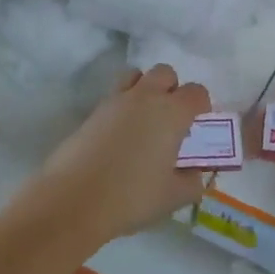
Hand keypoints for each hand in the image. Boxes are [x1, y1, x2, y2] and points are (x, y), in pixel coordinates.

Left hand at [19, 65, 210, 243]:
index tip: (197, 128)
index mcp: (171, 112)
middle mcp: (144, 97)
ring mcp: (114, 101)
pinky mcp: (92, 113)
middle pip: (164, 73)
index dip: (201, 107)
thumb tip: (193, 172)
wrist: (73, 200)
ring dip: (145, 90)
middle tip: (171, 121)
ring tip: (144, 122)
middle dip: (172, 89)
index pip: (196, 92)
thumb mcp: (175, 196)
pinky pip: (114, 97)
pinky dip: (123, 107)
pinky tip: (121, 138)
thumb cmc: (132, 196)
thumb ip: (193, 180)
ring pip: (135, 76)